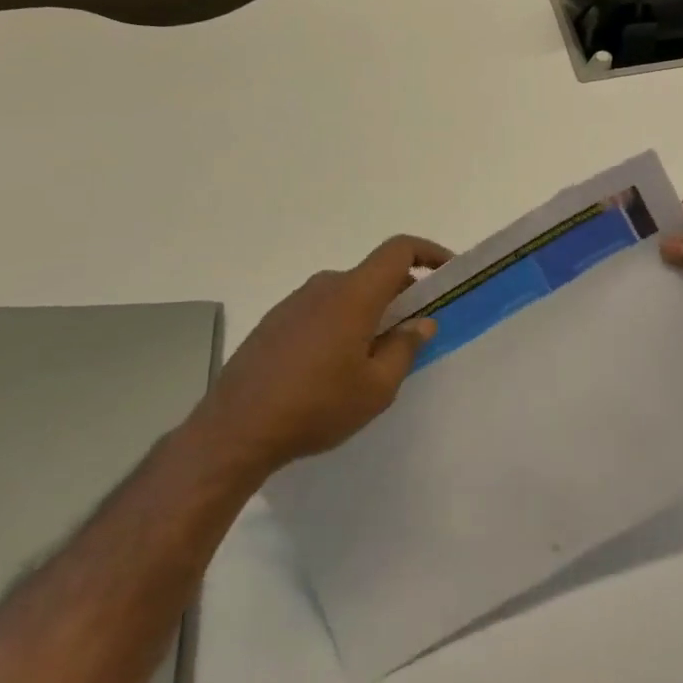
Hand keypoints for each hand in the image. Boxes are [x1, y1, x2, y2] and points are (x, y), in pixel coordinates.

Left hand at [200, 235, 449, 477]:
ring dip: (370, 312)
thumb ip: (405, 348)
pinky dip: (341, 323)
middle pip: (374, 275)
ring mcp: (294, 303)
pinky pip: (321, 310)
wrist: (234, 431)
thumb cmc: (316, 406)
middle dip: (402, 294)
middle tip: (415, 330)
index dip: (429, 252)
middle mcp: (324, 287)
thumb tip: (421, 322)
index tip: (449, 271)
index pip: (398, 250)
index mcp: (354, 294)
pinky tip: (335, 367)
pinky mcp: (274, 323)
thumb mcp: (376, 387)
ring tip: (374, 356)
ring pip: (347, 294)